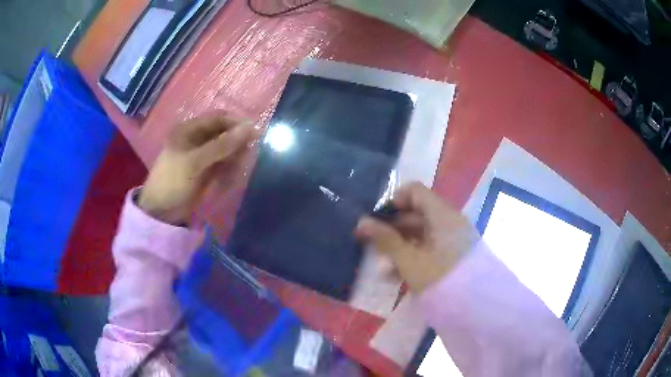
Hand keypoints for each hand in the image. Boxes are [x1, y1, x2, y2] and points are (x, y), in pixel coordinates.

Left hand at [138, 114, 255, 224]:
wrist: (161, 212)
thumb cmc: (173, 181)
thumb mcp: (195, 161)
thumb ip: (222, 145)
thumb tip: (250, 128)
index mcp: (189, 130)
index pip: (218, 118)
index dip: (235, 123)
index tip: (254, 134)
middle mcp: (196, 139)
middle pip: (223, 133)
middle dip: (236, 142)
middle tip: (247, 154)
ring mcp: (201, 156)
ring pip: (225, 149)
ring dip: (234, 157)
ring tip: (238, 168)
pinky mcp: (205, 170)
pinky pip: (222, 164)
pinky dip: (229, 168)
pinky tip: (232, 176)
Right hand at [354, 183, 479, 293]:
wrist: (474, 307)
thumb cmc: (439, 278)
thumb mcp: (409, 260)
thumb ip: (386, 239)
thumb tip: (362, 222)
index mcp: (441, 214)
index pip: (414, 191)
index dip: (393, 201)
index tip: (376, 220)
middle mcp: (449, 221)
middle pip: (415, 214)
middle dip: (391, 229)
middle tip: (372, 246)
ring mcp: (452, 239)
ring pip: (420, 234)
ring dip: (399, 247)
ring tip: (382, 267)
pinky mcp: (453, 256)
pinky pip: (429, 249)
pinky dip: (412, 257)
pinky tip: (396, 275)